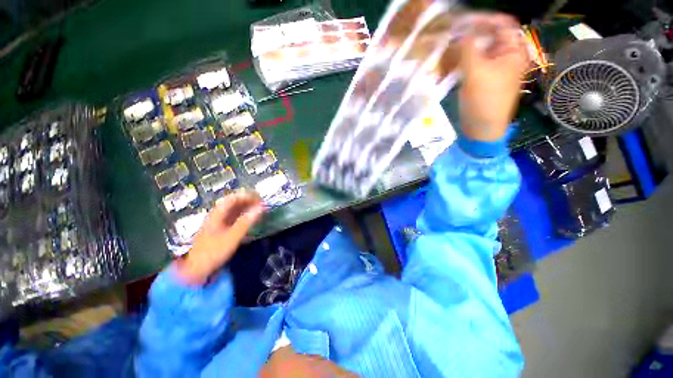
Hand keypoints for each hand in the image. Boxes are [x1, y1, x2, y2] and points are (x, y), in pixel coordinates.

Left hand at [174, 191, 264, 284]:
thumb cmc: (214, 252)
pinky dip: (244, 216)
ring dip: (247, 208)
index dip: (247, 196)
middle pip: (234, 203)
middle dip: (248, 201)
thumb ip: (246, 222)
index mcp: (217, 214)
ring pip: (234, 210)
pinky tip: (251, 219)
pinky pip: (234, 218)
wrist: (197, 270)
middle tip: (262, 203)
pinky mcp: (221, 230)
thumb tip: (260, 208)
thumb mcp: (232, 237)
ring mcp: (219, 223)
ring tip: (259, 209)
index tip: (260, 198)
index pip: (233, 198)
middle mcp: (217, 215)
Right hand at [458, 13, 529, 140]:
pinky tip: (446, 68)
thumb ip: (467, 48)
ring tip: (444, 56)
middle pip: (487, 36)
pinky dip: (457, 63)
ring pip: (475, 50)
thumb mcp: (476, 72)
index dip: (483, 19)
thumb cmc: (485, 101)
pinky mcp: (479, 78)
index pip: (501, 24)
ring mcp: (491, 67)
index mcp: (513, 51)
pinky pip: (469, 64)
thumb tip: (458, 31)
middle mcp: (504, 55)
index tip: (462, 22)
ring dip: (459, 51)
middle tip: (448, 40)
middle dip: (467, 37)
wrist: (481, 129)